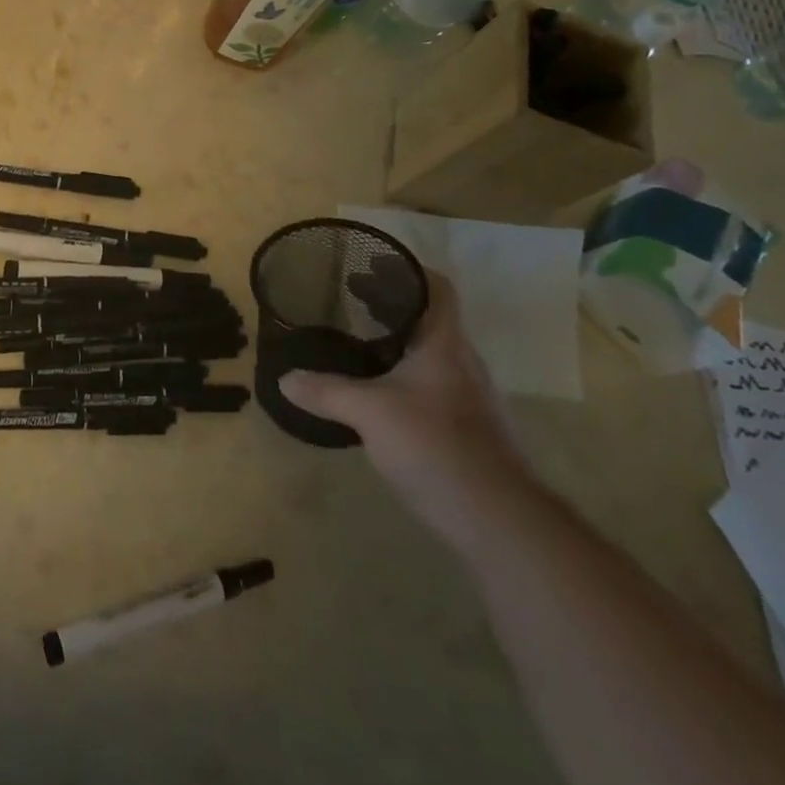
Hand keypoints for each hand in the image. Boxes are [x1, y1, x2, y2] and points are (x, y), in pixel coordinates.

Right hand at [280, 273, 535, 547]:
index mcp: (444, 344)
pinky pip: (433, 384)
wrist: (499, 519)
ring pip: (432, 352)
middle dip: (392, 304)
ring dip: (399, 340)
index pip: (437, 288)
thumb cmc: (435, 445)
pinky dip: (405, 373)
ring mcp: (470, 398)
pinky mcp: (470, 429)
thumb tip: (285, 378)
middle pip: (430, 318)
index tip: (373, 264)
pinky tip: (380, 394)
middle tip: (351, 297)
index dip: (408, 271)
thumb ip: (326, 392)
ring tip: (360, 341)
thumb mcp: (370, 413)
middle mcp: (462, 362)